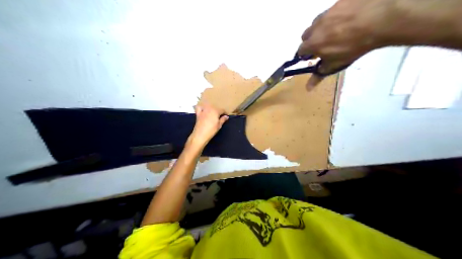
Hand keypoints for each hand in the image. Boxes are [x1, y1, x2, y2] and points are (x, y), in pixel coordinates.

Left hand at [187, 103, 228, 147]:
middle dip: (218, 111)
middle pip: (215, 108)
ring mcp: (203, 111)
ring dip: (211, 109)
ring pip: (208, 107)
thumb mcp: (219, 125)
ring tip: (213, 114)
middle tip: (220, 117)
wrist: (200, 134)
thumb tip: (226, 116)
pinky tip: (203, 110)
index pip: (222, 110)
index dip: (225, 113)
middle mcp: (209, 109)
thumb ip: (223, 119)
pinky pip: (199, 108)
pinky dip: (201, 108)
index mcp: (216, 111)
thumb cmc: (211, 130)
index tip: (226, 116)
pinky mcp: (198, 114)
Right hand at [300, 0, 400, 78]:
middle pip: (306, 35)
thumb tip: (307, 88)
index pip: (300, 51)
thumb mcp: (336, 63)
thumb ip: (320, 74)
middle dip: (311, 41)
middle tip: (324, 44)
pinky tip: (347, 20)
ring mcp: (326, 12)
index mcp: (313, 43)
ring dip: (320, 28)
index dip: (305, 55)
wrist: (379, 19)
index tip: (313, 57)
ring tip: (336, 31)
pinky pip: (330, 12)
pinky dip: (334, 17)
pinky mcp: (338, 2)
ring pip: (317, 22)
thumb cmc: (355, 46)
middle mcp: (315, 27)